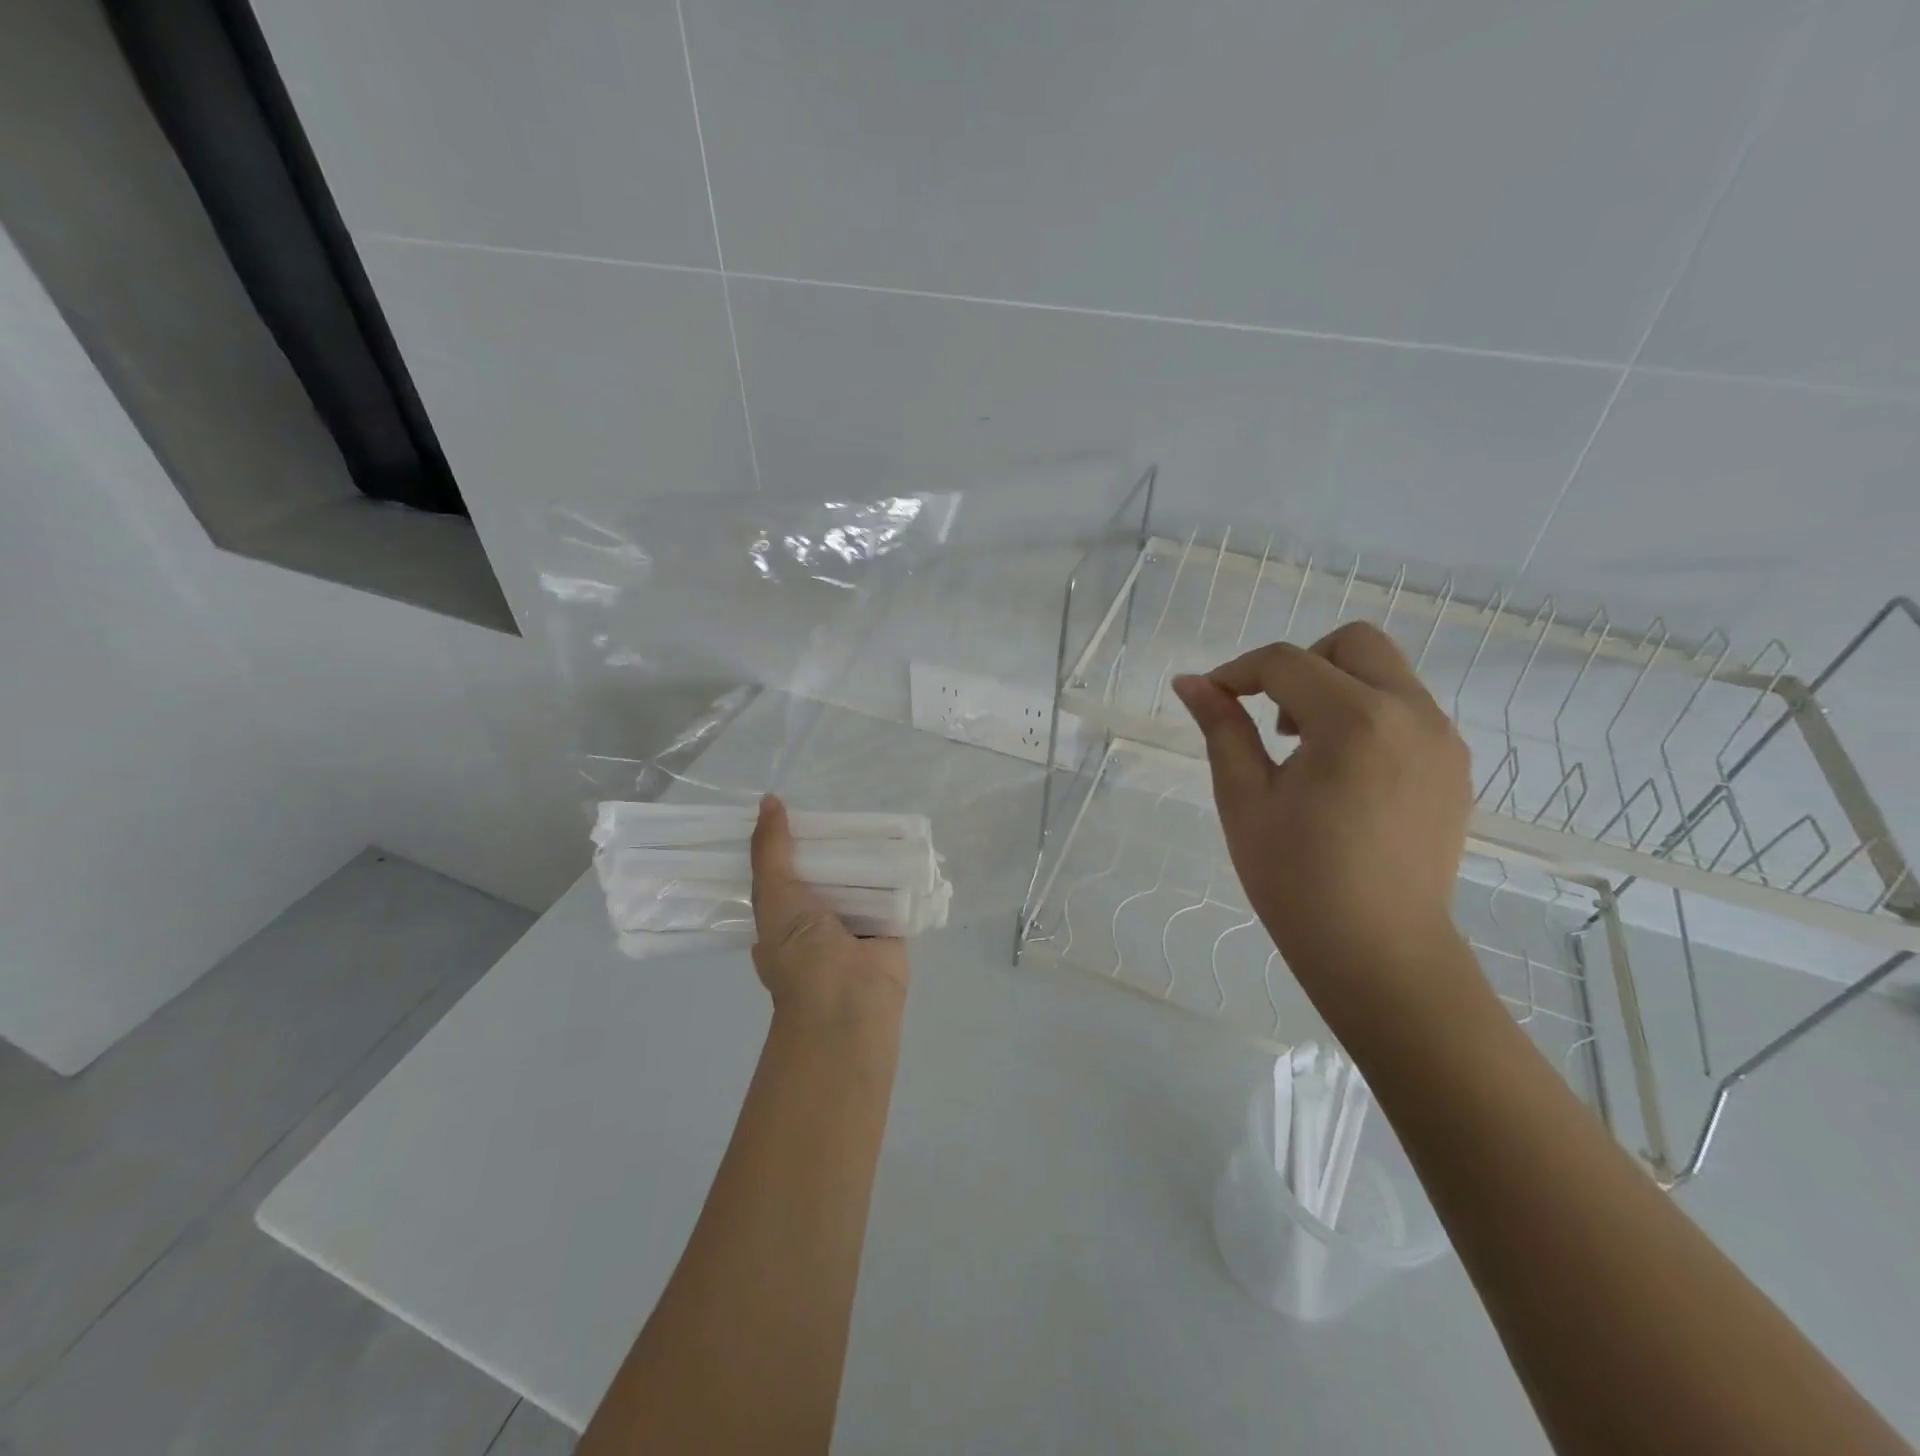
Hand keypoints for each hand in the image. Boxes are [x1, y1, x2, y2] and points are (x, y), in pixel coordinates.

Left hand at [750, 795, 909, 1028]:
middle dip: (833, 843)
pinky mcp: (891, 925)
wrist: (849, 1005)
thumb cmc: (801, 954)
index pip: (784, 870)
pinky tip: (906, 839)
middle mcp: (818, 918)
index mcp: (784, 915)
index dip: (790, 840)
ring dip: (867, 853)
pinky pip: (895, 890)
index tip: (798, 805)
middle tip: (844, 801)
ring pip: (861, 877)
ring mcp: (856, 922)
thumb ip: (771, 851)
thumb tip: (769, 801)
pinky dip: (899, 870)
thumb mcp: (773, 895)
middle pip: (826, 869)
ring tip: (876, 812)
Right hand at [1172, 623, 1473, 1002]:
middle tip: (1271, 718)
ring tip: (1304, 751)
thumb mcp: (1244, 799)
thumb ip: (1221, 729)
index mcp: (1355, 721)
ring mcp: (1443, 740)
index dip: (1239, 671)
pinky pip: (1408, 711)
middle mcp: (1412, 715)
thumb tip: (1191, 682)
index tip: (1211, 697)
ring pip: (1386, 673)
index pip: (1287, 662)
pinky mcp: (1454, 768)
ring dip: (1336, 687)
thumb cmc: (1297, 879)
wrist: (1380, 952)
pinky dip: (1368, 715)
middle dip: (1300, 663)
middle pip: (1354, 643)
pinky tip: (1342, 773)